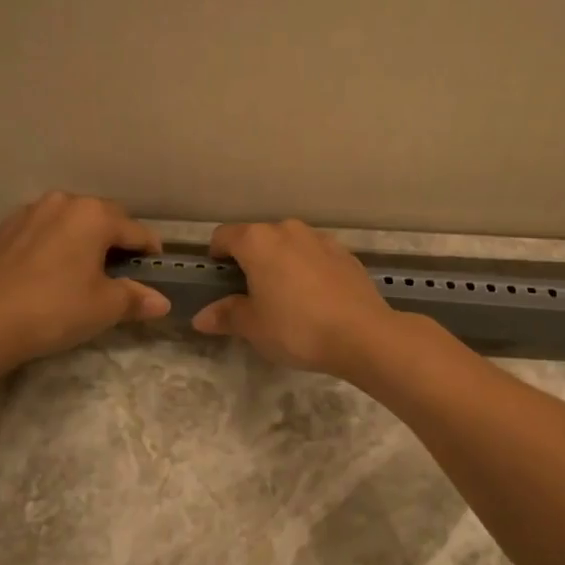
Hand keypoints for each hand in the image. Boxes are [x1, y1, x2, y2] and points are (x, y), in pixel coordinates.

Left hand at [0, 192, 168, 374]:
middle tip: (121, 272)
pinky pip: (43, 229)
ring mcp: (29, 212)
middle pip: (104, 217)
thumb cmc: (54, 310)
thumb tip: (162, 302)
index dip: (151, 252)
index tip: (155, 271)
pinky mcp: (4, 229)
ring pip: (71, 220)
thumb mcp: (104, 308)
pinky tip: (50, 270)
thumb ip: (136, 298)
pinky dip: (55, 243)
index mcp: (94, 215)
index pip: (137, 231)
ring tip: (84, 269)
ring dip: (84, 238)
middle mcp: (64, 202)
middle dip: (117, 240)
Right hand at [191, 219, 402, 379]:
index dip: (216, 256)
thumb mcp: (254, 327)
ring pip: (289, 244)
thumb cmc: (296, 328)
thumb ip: (226, 315)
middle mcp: (288, 230)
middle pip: (258, 237)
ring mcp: (320, 239)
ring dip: (281, 262)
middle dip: (250, 260)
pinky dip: (308, 269)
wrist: (363, 334)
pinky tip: (315, 298)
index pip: (224, 236)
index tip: (219, 280)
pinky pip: (315, 255)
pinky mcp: (345, 254)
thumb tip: (201, 317)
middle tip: (251, 294)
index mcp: (258, 241)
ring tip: (285, 297)